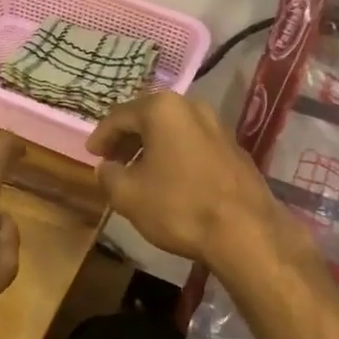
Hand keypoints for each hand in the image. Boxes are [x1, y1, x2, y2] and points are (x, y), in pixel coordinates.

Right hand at [86, 93, 280, 265]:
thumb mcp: (128, 195)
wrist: (246, 231)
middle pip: (148, 118)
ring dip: (152, 148)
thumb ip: (108, 175)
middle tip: (111, 161)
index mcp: (162, 109)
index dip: (101, 136)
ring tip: (138, 172)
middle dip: (127, 139)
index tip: (91, 155)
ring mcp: (218, 126)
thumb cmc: (179, 206)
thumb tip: (106, 168)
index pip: (119, 116)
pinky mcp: (234, 148)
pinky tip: (170, 180)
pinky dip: (175, 155)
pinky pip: (193, 144)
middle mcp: (192, 106)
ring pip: (173, 131)